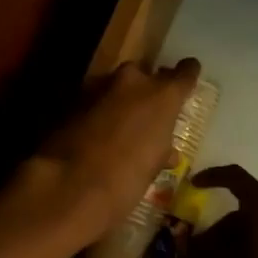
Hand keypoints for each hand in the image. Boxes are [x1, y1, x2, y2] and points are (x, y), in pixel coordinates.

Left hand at [24, 59, 201, 250]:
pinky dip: (95, 113)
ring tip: (117, 127)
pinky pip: (91, 101)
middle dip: (145, 89)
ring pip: (114, 86)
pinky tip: (93, 135)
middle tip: (146, 113)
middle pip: (143, 74)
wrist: (69, 185)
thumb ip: (162, 149)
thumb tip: (167, 152)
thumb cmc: (127, 179)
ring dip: (117, 101)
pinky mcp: (70, 100)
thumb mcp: (153, 166)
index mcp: (162, 96)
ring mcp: (98, 87)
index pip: (185, 72)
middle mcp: (132, 82)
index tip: (187, 79)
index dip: (187, 75)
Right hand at [187, 165, 257, 257]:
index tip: (194, 185)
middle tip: (196, 254)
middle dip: (217, 231)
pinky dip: (250, 249)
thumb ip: (206, 255)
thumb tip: (189, 255)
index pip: (235, 178)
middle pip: (243, 212)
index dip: (212, 178)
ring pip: (256, 227)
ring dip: (232, 244)